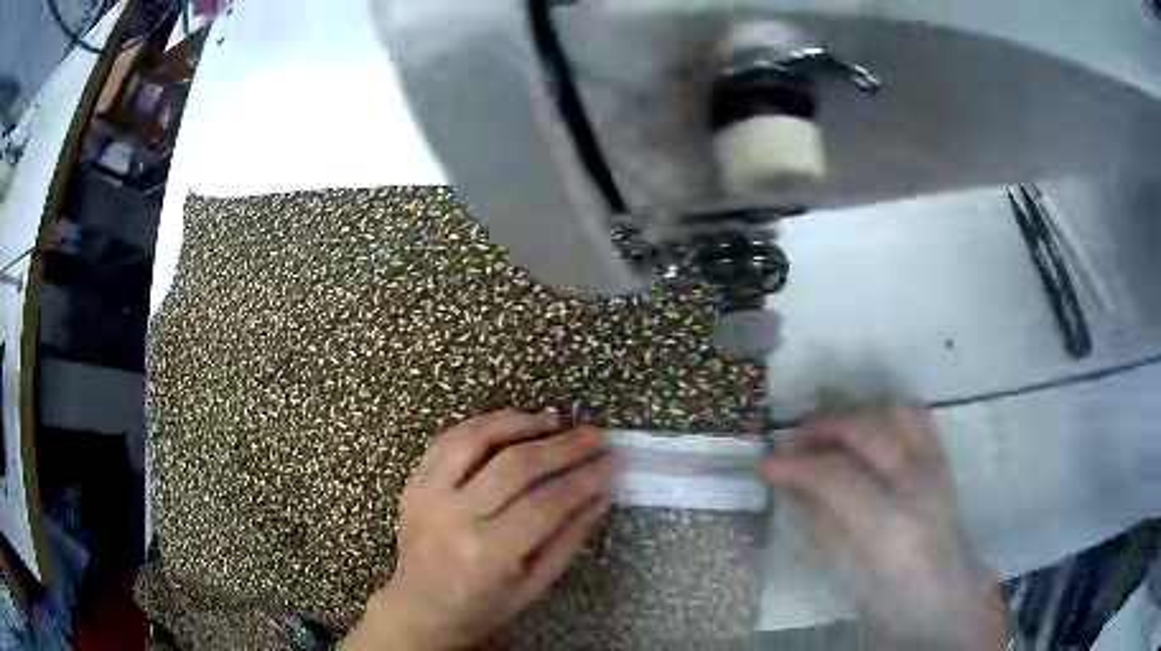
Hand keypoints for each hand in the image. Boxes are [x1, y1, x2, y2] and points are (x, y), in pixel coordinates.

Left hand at [341, 409, 616, 650]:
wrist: (420, 609)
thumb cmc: (482, 607)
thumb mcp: (534, 585)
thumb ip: (568, 539)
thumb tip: (601, 495)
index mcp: (488, 553)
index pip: (546, 502)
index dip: (584, 476)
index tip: (611, 459)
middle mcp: (454, 516)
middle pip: (515, 465)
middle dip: (562, 445)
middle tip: (594, 434)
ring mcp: (428, 494)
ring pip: (476, 439)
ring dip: (519, 422)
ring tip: (554, 420)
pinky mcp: (414, 483)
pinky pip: (448, 440)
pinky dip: (482, 425)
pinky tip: (510, 423)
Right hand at [761, 404, 1007, 648]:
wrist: (942, 595)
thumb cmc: (887, 596)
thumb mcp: (843, 570)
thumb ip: (820, 520)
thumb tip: (793, 483)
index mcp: (889, 526)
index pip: (835, 476)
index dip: (795, 465)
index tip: (764, 466)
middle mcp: (916, 485)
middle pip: (865, 430)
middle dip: (819, 429)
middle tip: (789, 444)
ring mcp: (934, 466)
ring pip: (893, 411)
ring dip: (852, 414)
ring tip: (825, 432)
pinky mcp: (942, 458)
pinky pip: (914, 414)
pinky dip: (883, 411)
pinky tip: (864, 427)